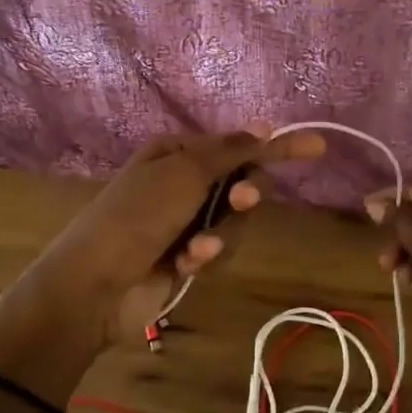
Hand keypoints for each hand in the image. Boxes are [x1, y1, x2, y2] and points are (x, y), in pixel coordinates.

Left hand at [28, 121, 325, 348]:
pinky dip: (206, 256)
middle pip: (239, 183)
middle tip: (242, 201)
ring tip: (198, 247)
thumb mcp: (184, 174)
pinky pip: (217, 250)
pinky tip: (187, 264)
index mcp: (176, 153)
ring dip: (221, 234)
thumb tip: (265, 125)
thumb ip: (230, 151)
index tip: (317, 148)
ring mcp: (183, 222)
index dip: (276, 147)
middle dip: (243, 195)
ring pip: (233, 221)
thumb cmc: (137, 217)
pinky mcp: (186, 257)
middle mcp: (181, 183)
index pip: (238, 144)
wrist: (94, 287)